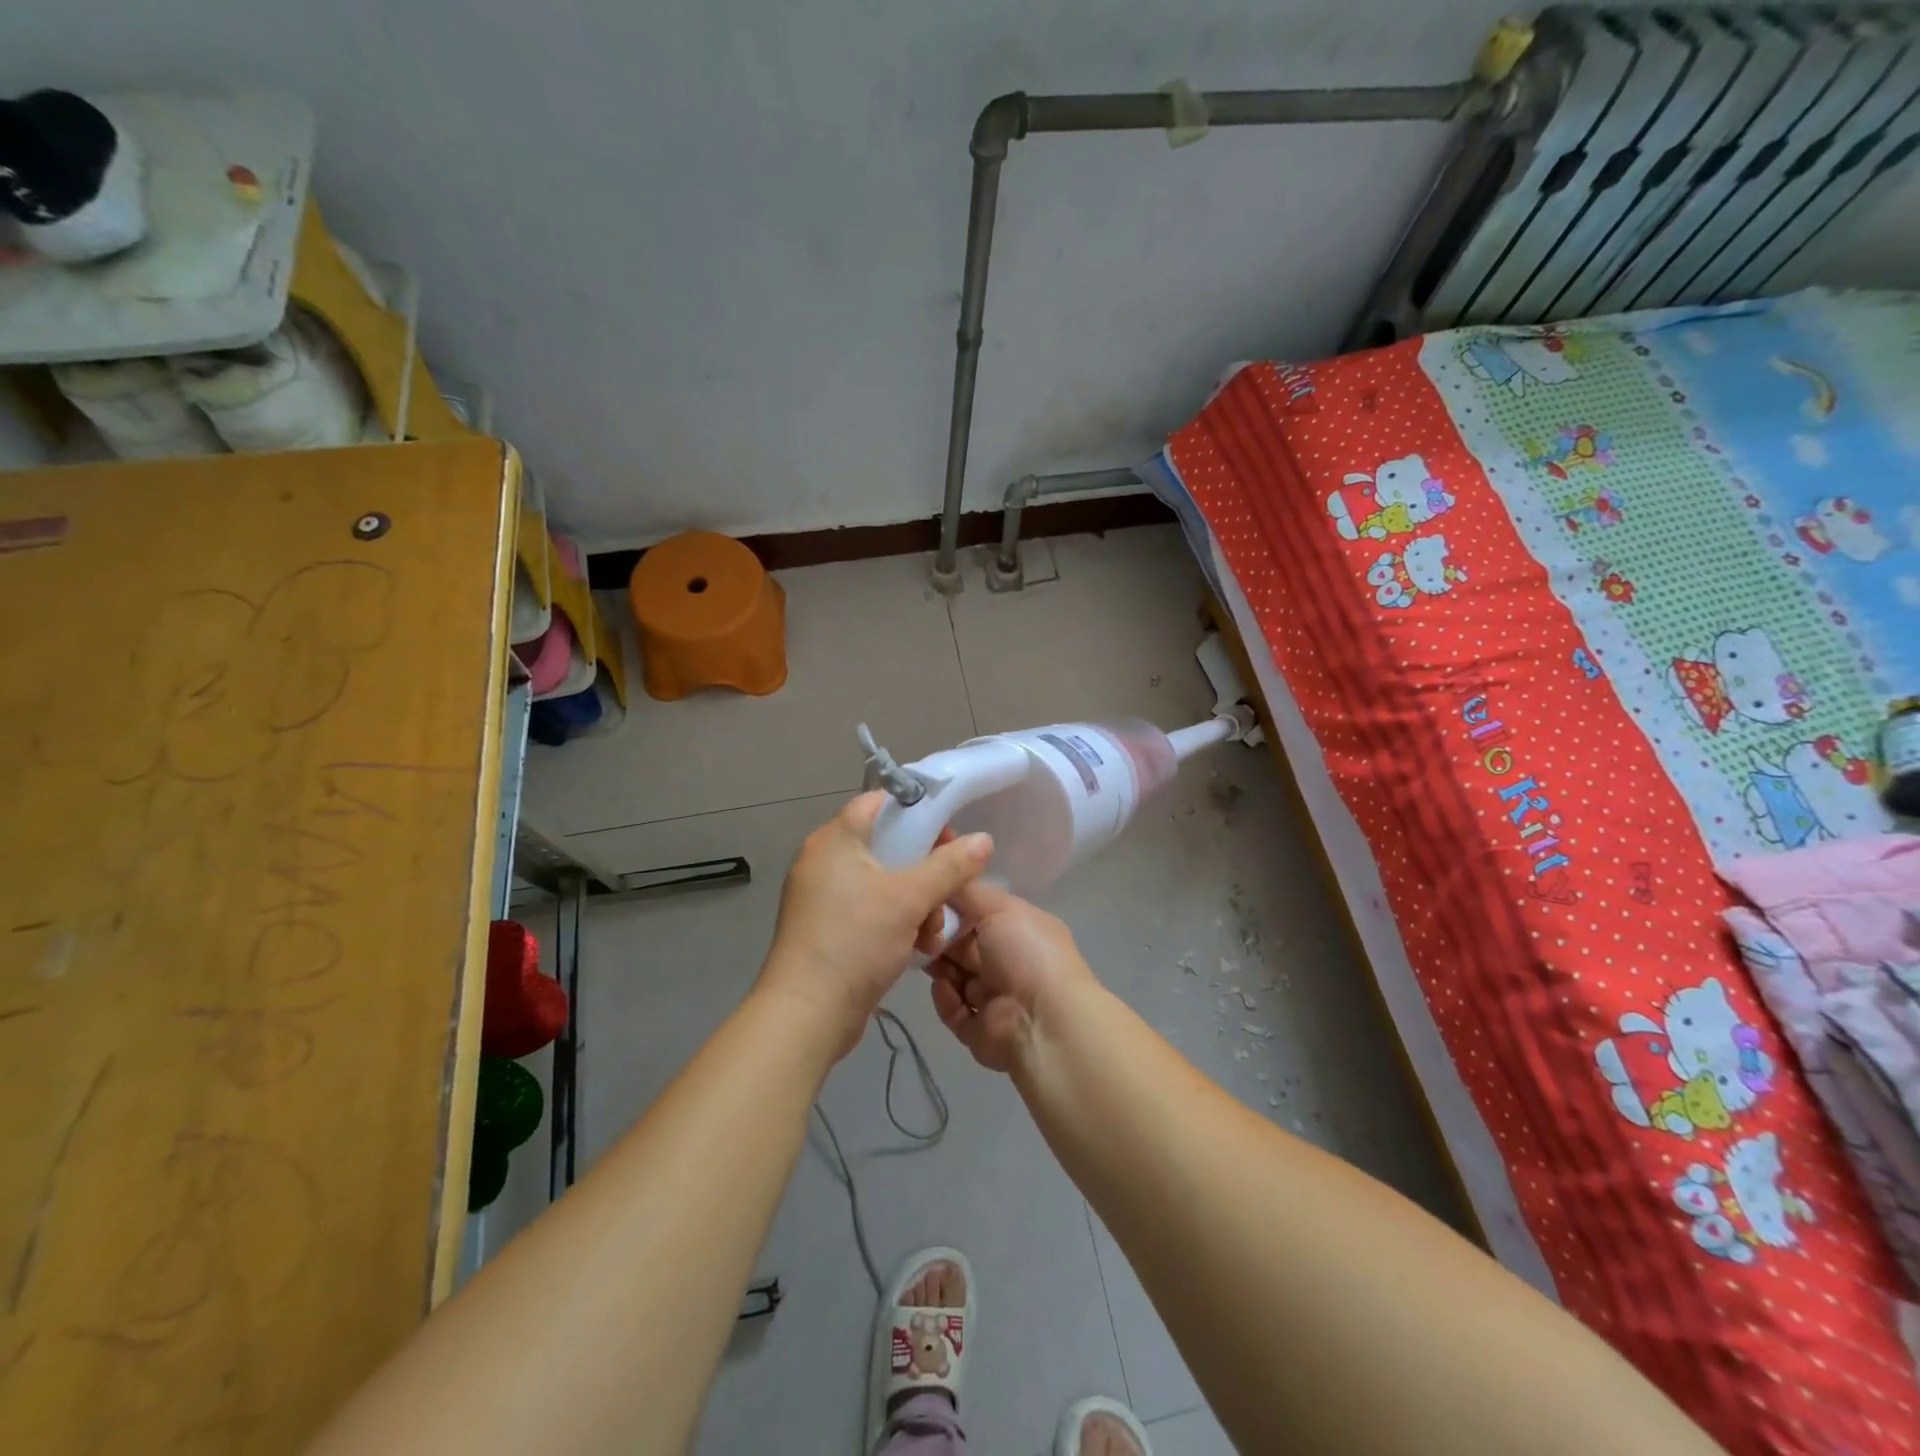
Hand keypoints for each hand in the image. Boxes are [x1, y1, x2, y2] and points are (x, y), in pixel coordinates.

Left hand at [758, 792, 992, 1059]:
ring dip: (916, 903)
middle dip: (924, 870)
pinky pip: (871, 910)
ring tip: (932, 933)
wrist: (806, 1016)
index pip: (878, 802)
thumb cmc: (854, 942)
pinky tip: (917, 947)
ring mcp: (824, 897)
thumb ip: (949, 866)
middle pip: (887, 845)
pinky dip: (896, 922)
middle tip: (946, 890)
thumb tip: (984, 839)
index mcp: (834, 840)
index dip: (916, 811)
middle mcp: (824, 860)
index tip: (948, 835)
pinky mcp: (828, 928)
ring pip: (884, 882)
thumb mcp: (909, 900)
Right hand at [925, 879, 1097, 1072]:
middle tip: (916, 931)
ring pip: (955, 977)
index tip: (926, 900)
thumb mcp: (1001, 907)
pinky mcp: (980, 1030)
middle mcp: (1009, 962)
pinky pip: (953, 1010)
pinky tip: (943, 987)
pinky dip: (945, 999)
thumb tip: (945, 875)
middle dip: (940, 938)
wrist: (1044, 1021)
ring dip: (939, 967)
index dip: (953, 907)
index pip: (979, 914)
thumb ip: (969, 891)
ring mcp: (995, 998)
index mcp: (1019, 930)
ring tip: (924, 958)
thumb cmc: (1027, 953)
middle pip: (963, 947)